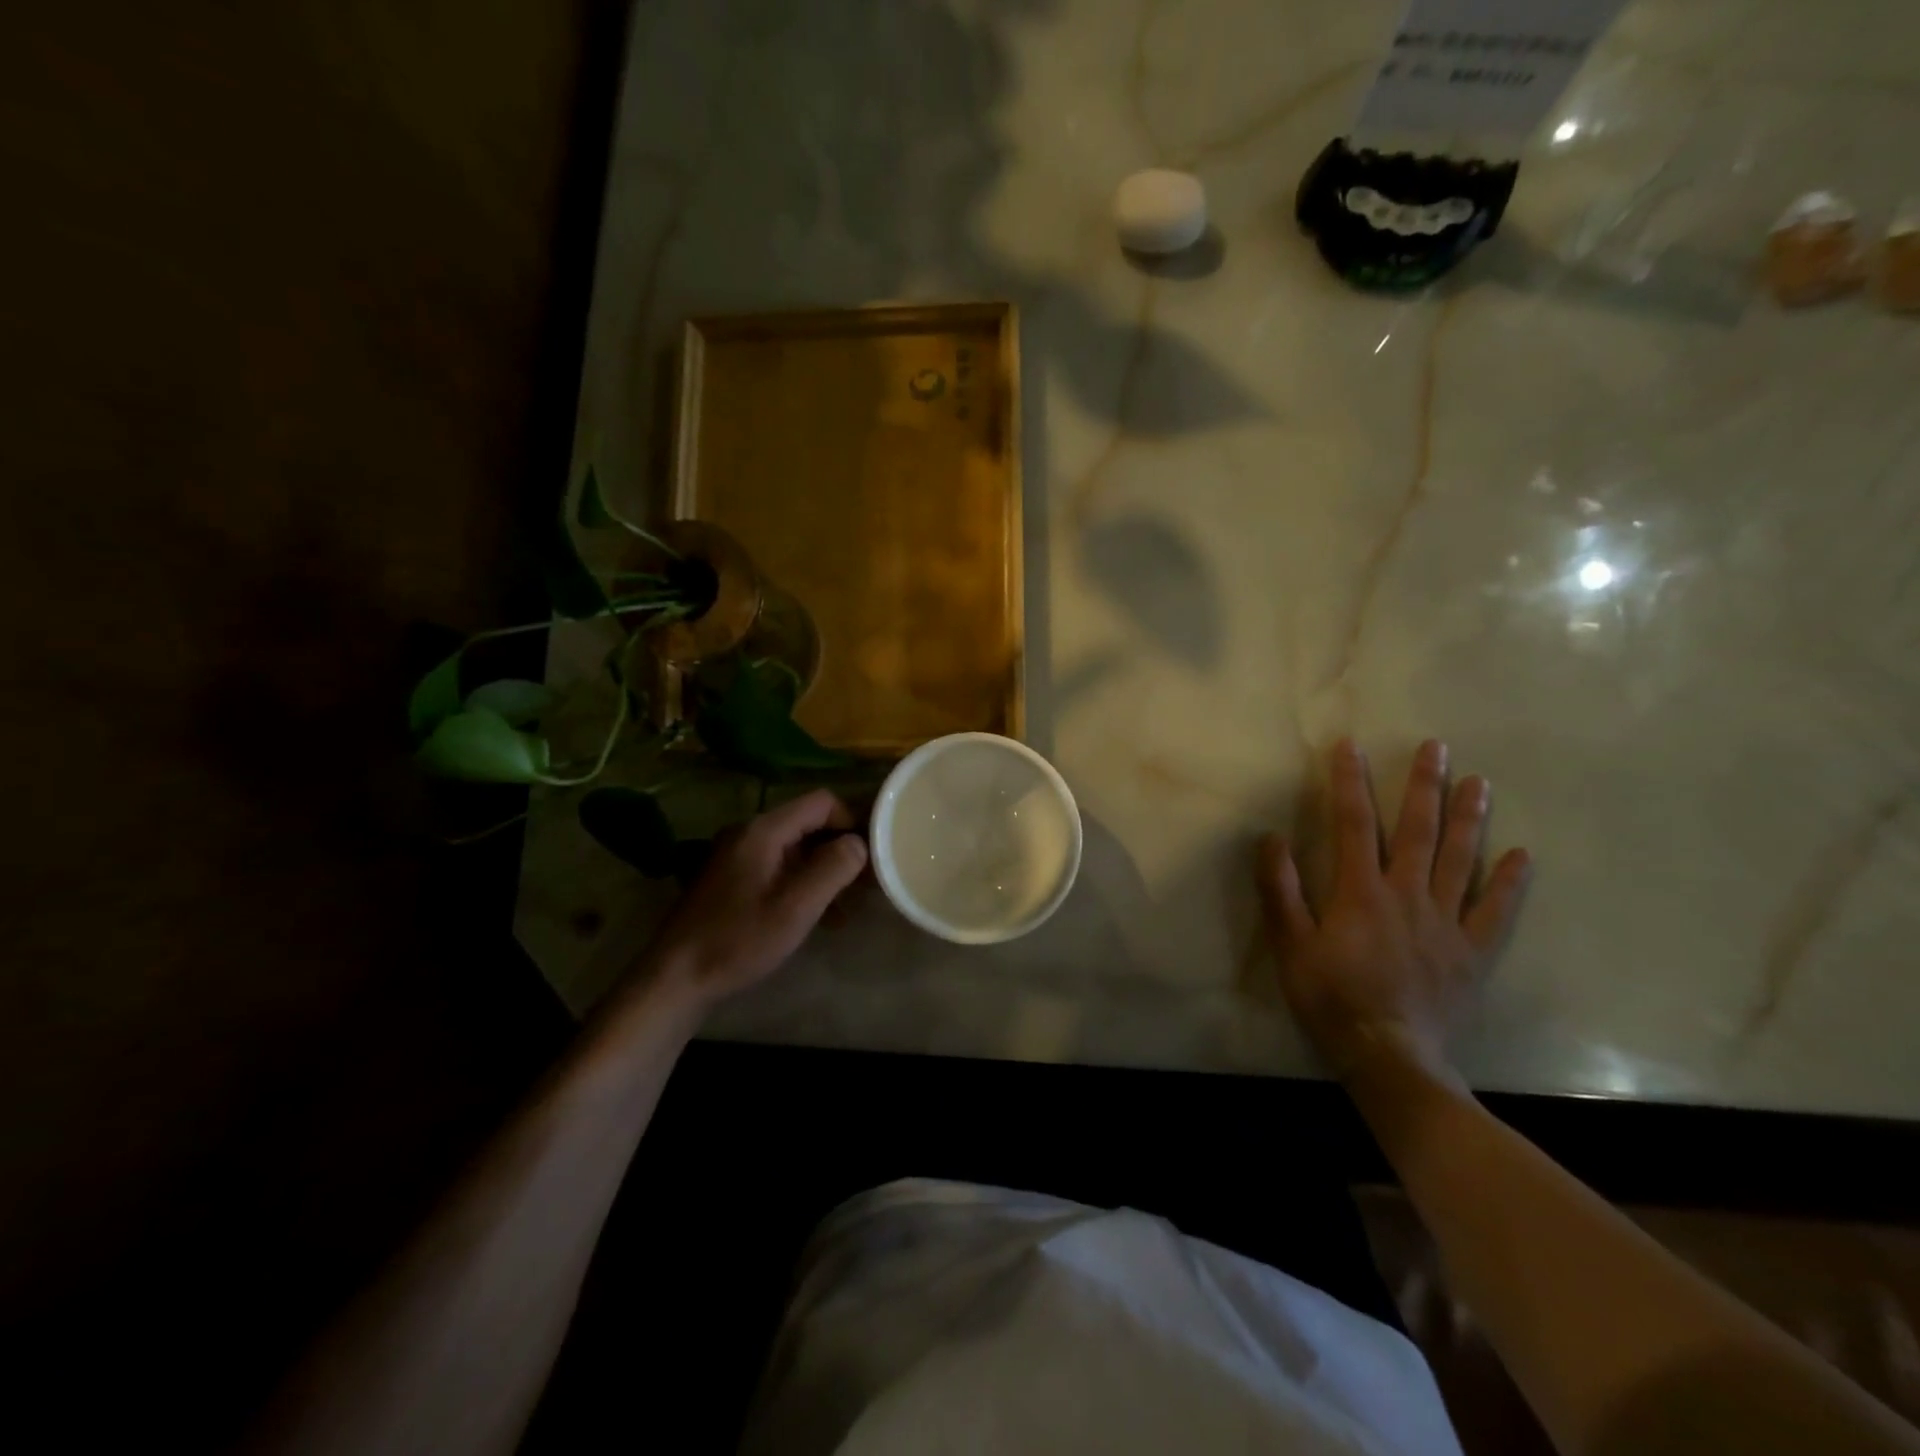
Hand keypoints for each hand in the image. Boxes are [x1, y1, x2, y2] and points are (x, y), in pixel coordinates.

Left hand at [648, 789, 868, 1010]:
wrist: (676, 977)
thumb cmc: (739, 939)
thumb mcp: (795, 907)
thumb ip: (833, 868)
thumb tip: (859, 844)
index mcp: (764, 830)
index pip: (821, 802)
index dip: (851, 823)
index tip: (868, 858)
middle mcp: (750, 832)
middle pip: (809, 823)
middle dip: (840, 849)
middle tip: (864, 885)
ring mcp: (739, 855)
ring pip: (797, 848)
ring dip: (824, 871)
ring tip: (845, 907)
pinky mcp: (734, 878)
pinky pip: (780, 867)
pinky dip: (803, 883)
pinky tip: (817, 917)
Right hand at [1257, 739, 1530, 1086]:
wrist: (1388, 1055)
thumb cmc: (1330, 997)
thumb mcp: (1290, 945)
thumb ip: (1280, 890)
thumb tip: (1271, 838)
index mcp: (1360, 891)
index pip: (1353, 824)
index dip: (1350, 783)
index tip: (1351, 747)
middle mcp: (1407, 895)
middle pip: (1417, 831)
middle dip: (1423, 786)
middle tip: (1436, 747)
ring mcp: (1446, 922)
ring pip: (1459, 860)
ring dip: (1469, 818)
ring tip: (1478, 782)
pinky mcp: (1472, 952)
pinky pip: (1495, 912)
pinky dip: (1509, 883)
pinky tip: (1522, 855)